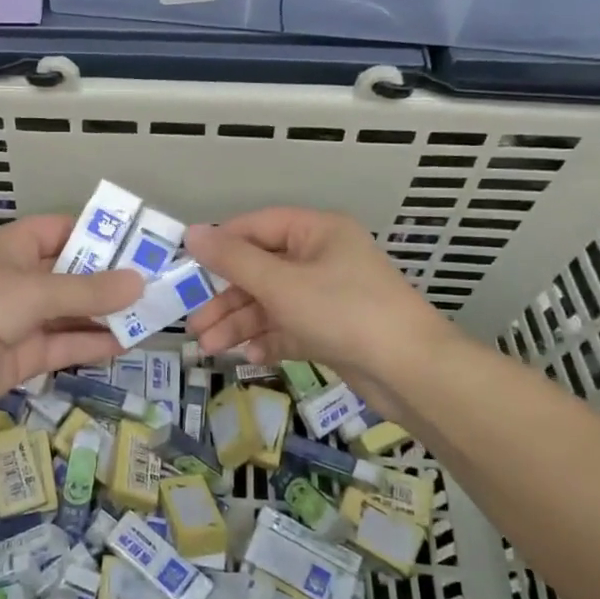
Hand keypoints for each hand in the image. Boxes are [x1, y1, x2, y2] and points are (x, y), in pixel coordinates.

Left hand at [0, 215, 141, 435]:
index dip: (97, 234)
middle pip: (72, 273)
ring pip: (72, 312)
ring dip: (107, 313)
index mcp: (13, 247)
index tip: (138, 243)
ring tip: (153, 314)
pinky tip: (128, 342)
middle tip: (158, 282)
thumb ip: (88, 290)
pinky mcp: (24, 355)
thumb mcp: (34, 291)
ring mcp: (21, 319)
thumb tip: (140, 282)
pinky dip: (92, 343)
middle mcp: (18, 279)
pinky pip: (64, 344)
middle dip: (110, 279)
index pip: (60, 230)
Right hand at [184, 209, 451, 409]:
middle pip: (260, 270)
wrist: (411, 372)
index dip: (221, 245)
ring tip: (210, 348)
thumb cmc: (344, 312)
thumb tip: (191, 233)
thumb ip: (233, 260)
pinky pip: (289, 328)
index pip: (257, 227)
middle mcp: (322, 258)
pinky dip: (268, 340)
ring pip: (271, 303)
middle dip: (226, 299)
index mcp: (317, 232)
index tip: (188, 268)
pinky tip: (249, 356)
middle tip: (194, 324)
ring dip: (240, 324)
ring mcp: (328, 296)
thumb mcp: (281, 284)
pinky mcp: (331, 330)